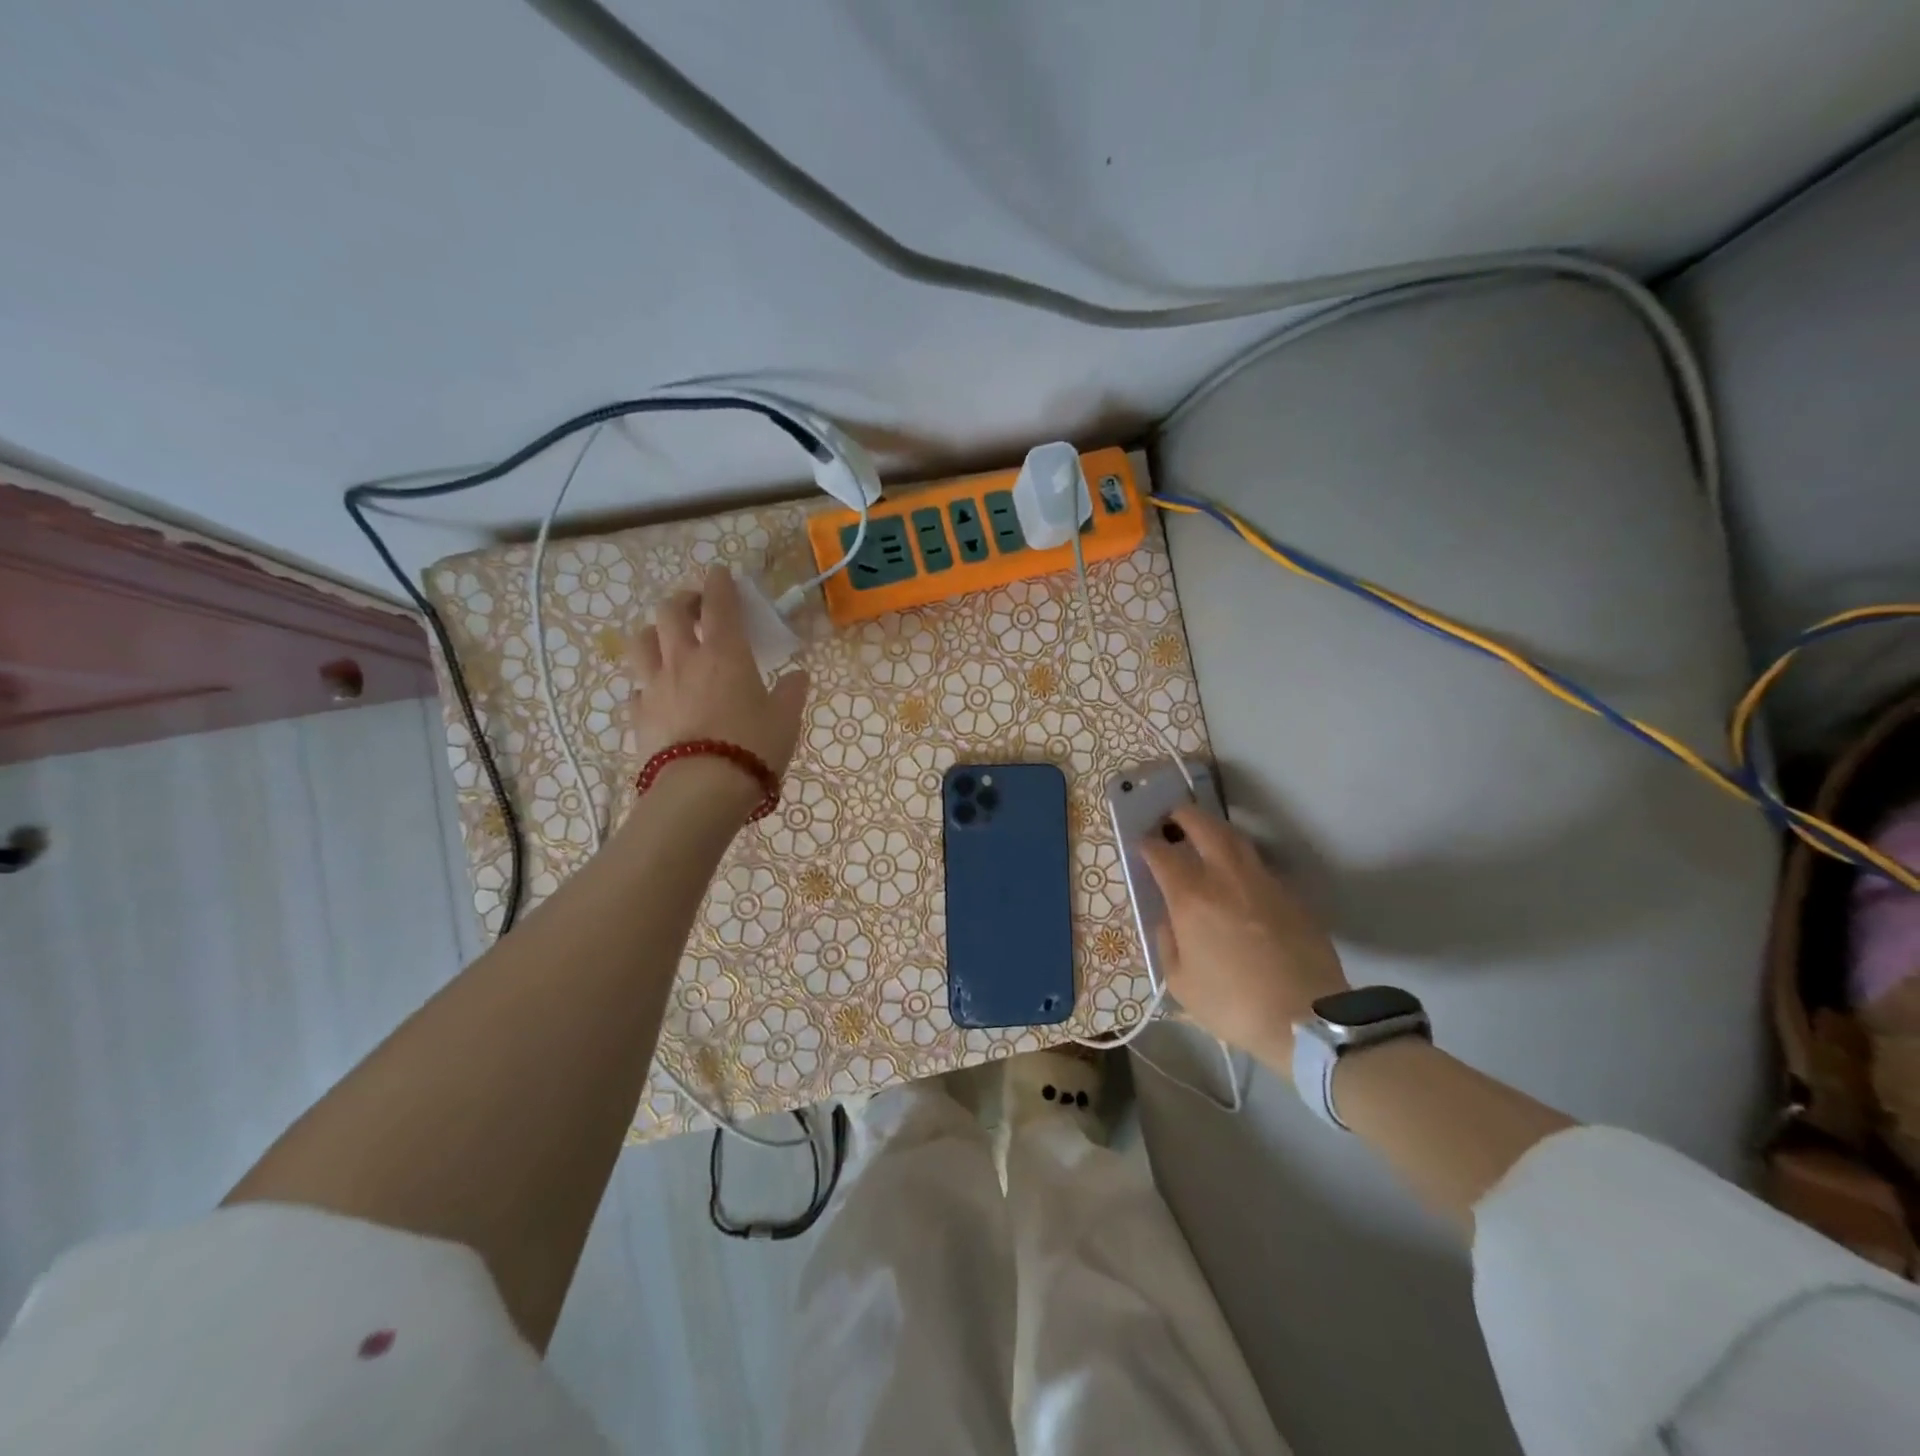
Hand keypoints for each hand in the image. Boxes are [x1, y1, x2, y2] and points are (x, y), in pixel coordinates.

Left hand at [628, 566, 809, 782]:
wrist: (702, 790)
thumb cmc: (752, 747)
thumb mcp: (786, 720)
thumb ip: (792, 692)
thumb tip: (798, 675)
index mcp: (725, 653)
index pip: (718, 602)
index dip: (720, 582)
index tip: (721, 573)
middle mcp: (684, 659)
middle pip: (670, 612)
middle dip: (683, 601)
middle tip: (696, 608)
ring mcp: (655, 686)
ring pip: (641, 642)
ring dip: (654, 633)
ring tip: (667, 642)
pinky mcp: (638, 716)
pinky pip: (637, 688)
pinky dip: (647, 683)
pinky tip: (658, 694)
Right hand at [1139, 805, 1348, 1064]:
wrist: (1306, 1020)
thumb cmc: (1233, 1004)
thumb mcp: (1180, 982)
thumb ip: (1168, 941)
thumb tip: (1170, 918)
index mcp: (1191, 897)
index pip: (1162, 852)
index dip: (1147, 842)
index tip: (1141, 843)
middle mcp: (1225, 877)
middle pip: (1202, 826)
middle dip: (1181, 816)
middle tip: (1170, 818)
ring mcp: (1262, 882)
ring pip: (1235, 838)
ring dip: (1213, 830)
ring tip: (1202, 837)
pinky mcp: (1290, 895)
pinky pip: (1258, 865)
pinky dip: (1240, 860)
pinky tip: (1236, 876)